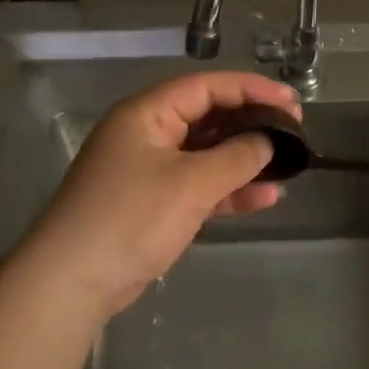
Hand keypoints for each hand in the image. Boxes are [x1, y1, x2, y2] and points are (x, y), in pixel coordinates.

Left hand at [24, 71, 299, 316]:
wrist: (74, 282)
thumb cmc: (131, 218)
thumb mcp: (190, 184)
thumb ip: (236, 158)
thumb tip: (268, 141)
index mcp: (147, 113)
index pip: (206, 87)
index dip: (251, 89)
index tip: (291, 100)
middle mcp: (148, 134)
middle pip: (208, 117)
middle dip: (252, 122)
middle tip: (294, 127)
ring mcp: (151, 170)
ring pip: (207, 153)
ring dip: (245, 158)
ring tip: (288, 161)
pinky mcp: (155, 203)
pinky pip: (200, 185)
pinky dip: (230, 190)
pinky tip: (266, 196)